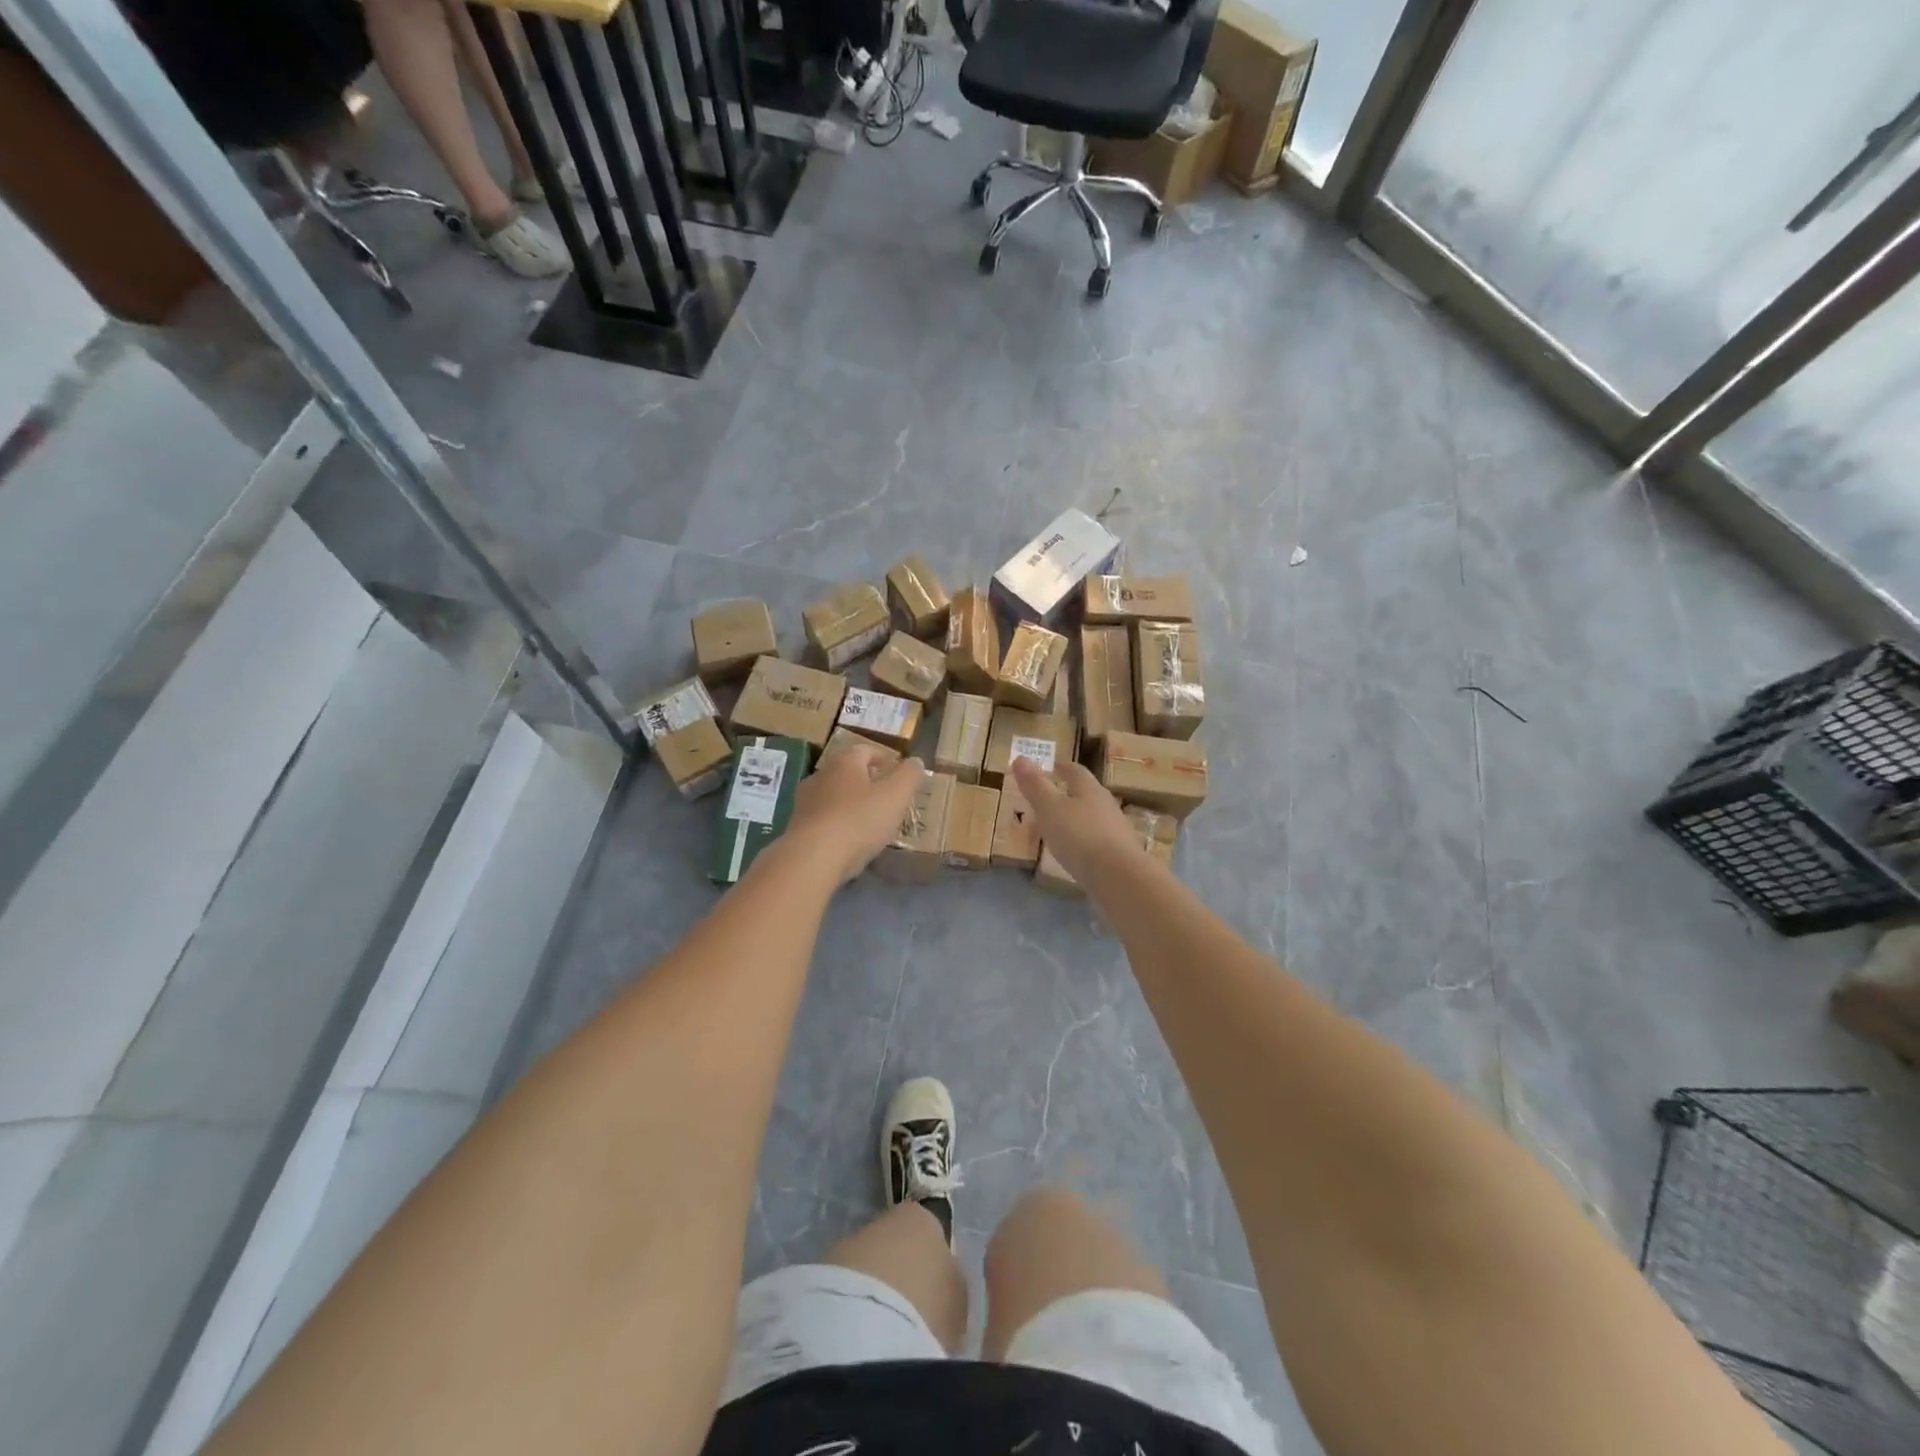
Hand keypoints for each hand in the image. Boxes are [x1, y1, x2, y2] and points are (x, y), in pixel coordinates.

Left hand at [788, 741, 925, 882]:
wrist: (812, 858)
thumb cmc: (859, 820)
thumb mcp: (896, 796)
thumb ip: (909, 776)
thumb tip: (916, 762)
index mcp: (844, 762)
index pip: (866, 750)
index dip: (884, 758)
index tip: (898, 771)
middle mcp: (820, 775)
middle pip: (848, 773)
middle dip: (868, 782)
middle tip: (887, 797)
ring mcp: (805, 803)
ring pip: (834, 797)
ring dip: (852, 805)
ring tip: (871, 822)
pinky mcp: (798, 829)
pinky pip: (825, 821)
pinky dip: (839, 826)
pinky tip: (851, 842)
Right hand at [1009, 757, 1145, 884]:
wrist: (1119, 878)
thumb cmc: (1080, 836)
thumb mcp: (1049, 808)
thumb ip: (1035, 785)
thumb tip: (1020, 757)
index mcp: (1089, 790)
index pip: (1076, 771)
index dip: (1062, 768)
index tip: (1052, 766)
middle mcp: (1106, 806)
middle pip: (1087, 794)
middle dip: (1069, 794)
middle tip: (1050, 798)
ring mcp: (1116, 832)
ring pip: (1093, 818)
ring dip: (1077, 819)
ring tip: (1058, 827)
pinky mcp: (1119, 856)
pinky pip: (1097, 842)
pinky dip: (1083, 842)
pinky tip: (1074, 853)